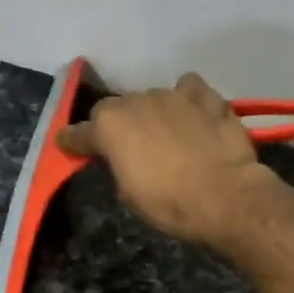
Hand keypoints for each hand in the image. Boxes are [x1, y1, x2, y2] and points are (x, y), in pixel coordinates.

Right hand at [56, 72, 274, 248]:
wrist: (224, 196)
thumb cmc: (169, 203)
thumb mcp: (129, 194)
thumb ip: (118, 167)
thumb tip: (122, 159)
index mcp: (109, 127)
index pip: (79, 132)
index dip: (73, 142)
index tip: (69, 146)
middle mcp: (135, 102)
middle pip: (115, 109)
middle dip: (116, 125)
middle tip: (127, 146)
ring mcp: (171, 94)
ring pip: (151, 99)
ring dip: (152, 114)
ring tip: (165, 135)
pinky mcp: (204, 95)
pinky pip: (187, 89)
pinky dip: (186, 100)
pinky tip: (192, 115)